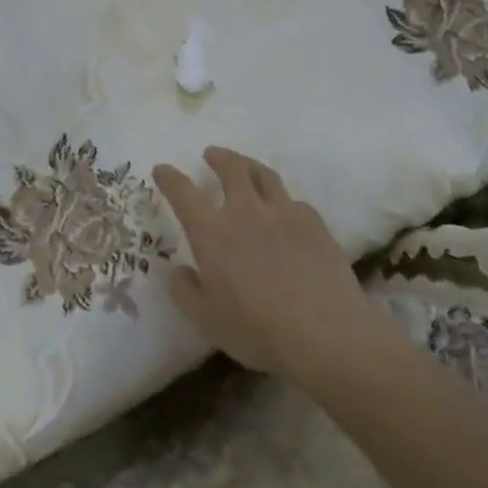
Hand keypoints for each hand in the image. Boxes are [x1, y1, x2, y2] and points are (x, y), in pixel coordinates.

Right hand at [153, 147, 378, 377]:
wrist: (325, 333)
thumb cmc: (257, 330)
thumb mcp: (207, 320)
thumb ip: (185, 292)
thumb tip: (179, 271)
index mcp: (211, 231)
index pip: (183, 192)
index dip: (169, 177)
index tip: (162, 169)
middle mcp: (245, 211)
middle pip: (231, 168)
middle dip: (218, 157)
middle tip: (211, 154)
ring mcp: (283, 212)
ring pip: (264, 175)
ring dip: (249, 165)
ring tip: (246, 167)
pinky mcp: (315, 223)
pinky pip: (294, 201)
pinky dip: (282, 200)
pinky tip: (285, 210)